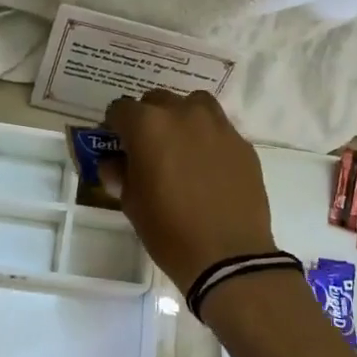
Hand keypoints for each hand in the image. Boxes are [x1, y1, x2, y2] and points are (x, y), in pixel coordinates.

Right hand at [103, 90, 277, 294]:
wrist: (228, 255)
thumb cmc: (168, 230)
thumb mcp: (131, 203)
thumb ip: (119, 173)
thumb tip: (115, 163)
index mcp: (148, 126)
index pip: (120, 109)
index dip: (114, 127)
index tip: (116, 146)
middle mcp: (183, 114)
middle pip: (156, 101)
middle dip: (147, 120)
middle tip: (147, 149)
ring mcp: (218, 126)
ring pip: (193, 105)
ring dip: (181, 118)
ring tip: (180, 148)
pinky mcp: (242, 143)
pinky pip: (218, 129)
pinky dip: (207, 138)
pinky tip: (207, 167)